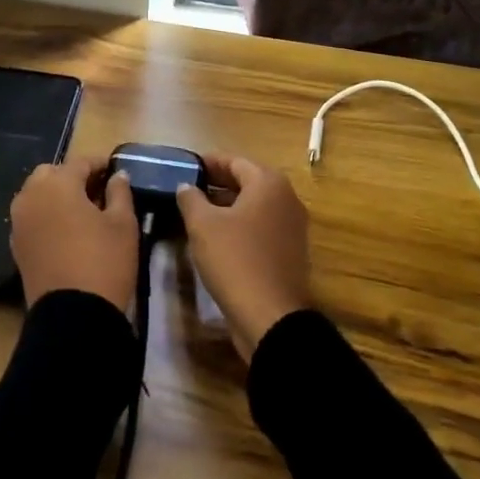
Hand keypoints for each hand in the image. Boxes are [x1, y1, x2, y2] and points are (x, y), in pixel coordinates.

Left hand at [9, 156, 139, 312]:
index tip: (115, 170)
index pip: (80, 162)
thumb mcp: (123, 224)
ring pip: (36, 194)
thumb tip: (117, 176)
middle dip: (72, 176)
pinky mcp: (15, 245)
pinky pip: (31, 217)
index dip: (99, 164)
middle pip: (51, 174)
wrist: (72, 316)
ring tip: (81, 210)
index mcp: (58, 184)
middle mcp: (31, 195)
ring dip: (56, 194)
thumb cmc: (104, 261)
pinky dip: (46, 215)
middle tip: (97, 190)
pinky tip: (65, 230)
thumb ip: (119, 192)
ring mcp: (19, 221)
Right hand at [175, 154, 311, 360]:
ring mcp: (293, 227)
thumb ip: (191, 199)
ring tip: (199, 212)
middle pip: (248, 181)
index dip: (209, 162)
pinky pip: (262, 227)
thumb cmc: (235, 260)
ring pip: (255, 206)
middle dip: (218, 183)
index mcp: (269, 184)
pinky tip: (218, 237)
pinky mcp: (291, 251)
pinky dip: (242, 225)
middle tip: (189, 188)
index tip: (187, 166)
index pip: (235, 161)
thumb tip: (186, 186)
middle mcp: (287, 199)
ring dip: (229, 205)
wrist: (270, 317)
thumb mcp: (203, 226)